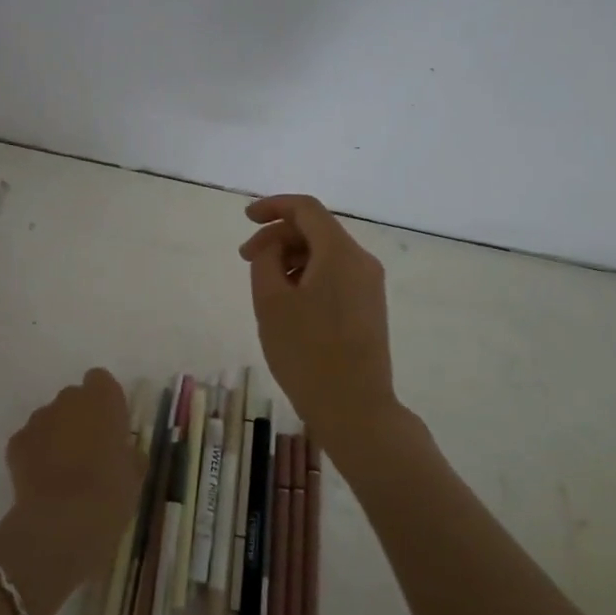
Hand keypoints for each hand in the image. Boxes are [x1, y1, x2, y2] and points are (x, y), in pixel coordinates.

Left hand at [0, 370, 143, 591]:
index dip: (105, 402)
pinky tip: (44, 482)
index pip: (101, 381)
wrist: (63, 521)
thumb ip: (128, 453)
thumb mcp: (134, 474)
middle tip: (90, 452)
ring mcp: (38, 419)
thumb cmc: (110, 492)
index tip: (111, 427)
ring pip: (50, 419)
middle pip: (74, 399)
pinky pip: (30, 441)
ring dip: (57, 436)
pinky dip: (35, 455)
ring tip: (64, 472)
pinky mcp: (16, 442)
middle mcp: (68, 399)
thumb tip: (123, 452)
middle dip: (80, 418)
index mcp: (103, 399)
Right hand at [240, 195, 401, 472]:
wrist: (355, 408)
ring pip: (326, 254)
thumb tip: (274, 246)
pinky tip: (289, 301)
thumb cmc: (306, 352)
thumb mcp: (271, 302)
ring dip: (292, 257)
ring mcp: (370, 285)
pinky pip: (336, 275)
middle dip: (278, 237)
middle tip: (245, 260)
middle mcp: (361, 261)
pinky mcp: (370, 307)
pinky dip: (309, 275)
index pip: (306, 209)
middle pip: (317, 230)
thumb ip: (266, 260)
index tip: (245, 218)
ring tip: (265, 285)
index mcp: (340, 253)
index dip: (273, 206)